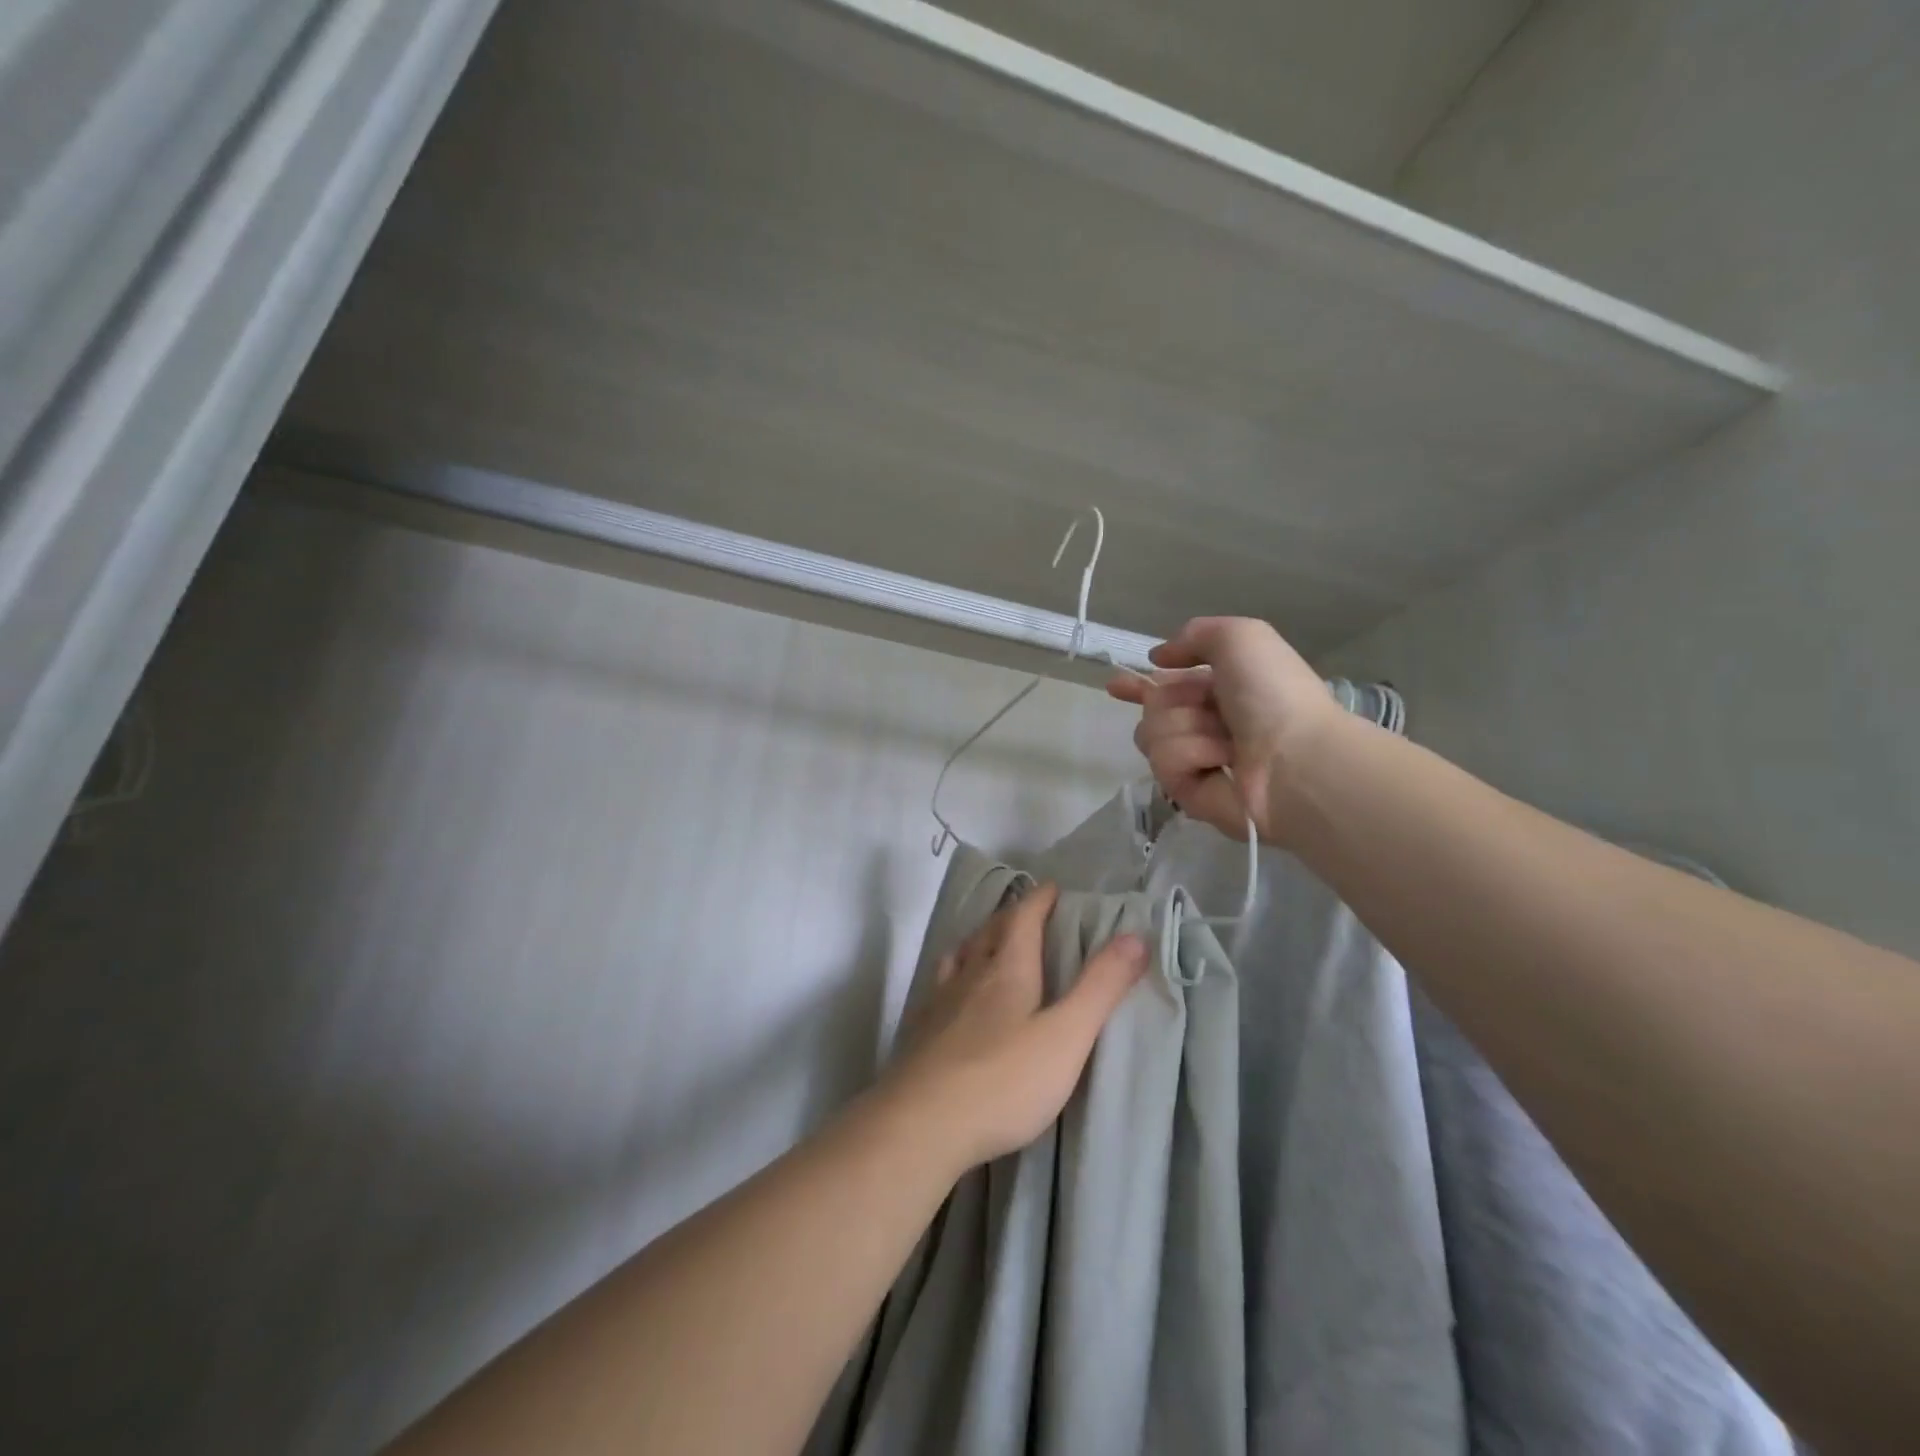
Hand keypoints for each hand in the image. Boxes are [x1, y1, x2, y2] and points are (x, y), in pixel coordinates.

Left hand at [878, 883, 1148, 1174]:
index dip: (1039, 900)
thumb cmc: (1003, 1080)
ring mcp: (939, 1003)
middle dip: (1011, 917)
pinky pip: (939, 987)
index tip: (1052, 887)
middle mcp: (969, 976)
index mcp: (1006, 969)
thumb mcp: (1066, 1036)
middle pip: (989, 933)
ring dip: (978, 943)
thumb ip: (1100, 988)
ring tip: (988, 945)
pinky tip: (953, 998)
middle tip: (1027, 913)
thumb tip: (1135, 937)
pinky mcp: (921, 1033)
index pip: (1022, 919)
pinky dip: (954, 977)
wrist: (921, 1125)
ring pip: (960, 957)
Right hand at [1106, 616, 1346, 847]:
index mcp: (1224, 690)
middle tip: (1206, 710)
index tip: (1115, 685)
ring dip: (1185, 728)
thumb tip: (1159, 659)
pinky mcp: (1187, 793)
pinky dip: (1190, 755)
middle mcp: (1208, 724)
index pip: (1170, 686)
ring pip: (1150, 733)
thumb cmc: (1273, 693)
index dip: (1141, 686)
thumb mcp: (1240, 637)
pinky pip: (1162, 762)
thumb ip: (1195, 635)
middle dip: (1171, 701)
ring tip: (1224, 742)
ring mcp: (1197, 760)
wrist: (1295, 759)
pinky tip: (1218, 762)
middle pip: (1153, 708)